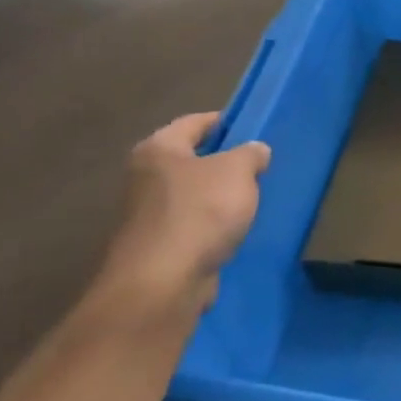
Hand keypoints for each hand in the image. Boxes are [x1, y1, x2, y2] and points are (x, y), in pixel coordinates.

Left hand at [95, 113, 270, 323]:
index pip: (194, 122)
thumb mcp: (238, 171)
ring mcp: (146, 214)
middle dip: (222, 161)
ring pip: (190, 193)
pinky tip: (233, 229)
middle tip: (256, 165)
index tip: (250, 127)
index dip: (224, 121)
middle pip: (190, 159)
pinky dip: (210, 224)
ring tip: (250, 198)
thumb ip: (250, 154)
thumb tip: (255, 151)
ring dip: (216, 195)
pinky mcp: (156, 245)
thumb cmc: (201, 211)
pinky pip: (190, 224)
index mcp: (158, 149)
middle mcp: (144, 177)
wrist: (164, 280)